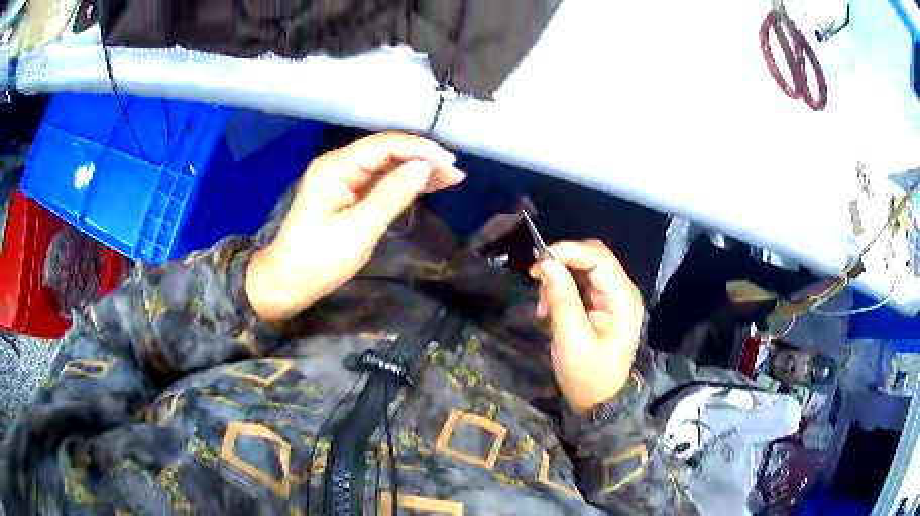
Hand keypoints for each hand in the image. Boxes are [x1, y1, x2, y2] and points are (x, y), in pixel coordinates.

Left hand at [246, 133, 464, 324]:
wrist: (288, 282)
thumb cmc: (318, 261)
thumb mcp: (358, 230)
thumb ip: (392, 195)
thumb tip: (424, 167)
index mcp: (336, 167)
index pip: (385, 146)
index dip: (420, 150)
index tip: (450, 164)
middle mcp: (339, 165)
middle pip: (387, 151)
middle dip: (422, 158)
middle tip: (455, 174)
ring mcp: (343, 178)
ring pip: (387, 165)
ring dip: (417, 170)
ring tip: (451, 178)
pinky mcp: (348, 193)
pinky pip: (381, 181)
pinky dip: (404, 183)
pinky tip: (428, 185)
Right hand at [529, 240, 643, 413]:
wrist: (597, 403)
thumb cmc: (587, 376)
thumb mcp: (571, 339)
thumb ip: (562, 298)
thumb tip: (546, 263)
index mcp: (623, 300)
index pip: (598, 258)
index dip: (568, 251)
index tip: (538, 261)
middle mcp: (622, 292)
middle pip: (593, 257)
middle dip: (562, 263)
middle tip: (536, 280)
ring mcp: (613, 298)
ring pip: (584, 268)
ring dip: (559, 278)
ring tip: (542, 306)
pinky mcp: (602, 305)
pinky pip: (580, 283)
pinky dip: (561, 290)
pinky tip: (549, 309)